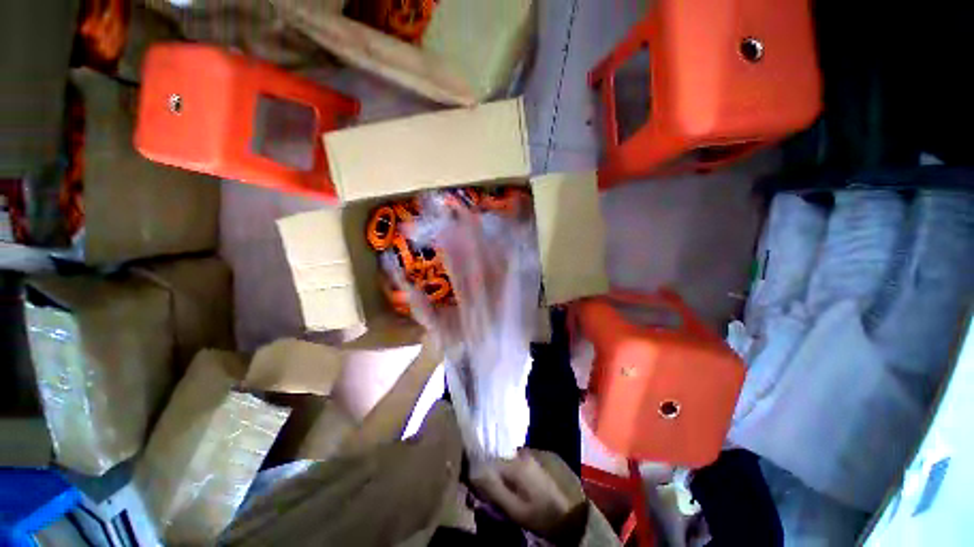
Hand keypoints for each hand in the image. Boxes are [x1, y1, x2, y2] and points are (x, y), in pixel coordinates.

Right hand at [471, 451, 578, 539]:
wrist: (575, 516)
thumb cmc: (542, 515)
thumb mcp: (515, 510)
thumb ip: (494, 490)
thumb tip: (474, 472)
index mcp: (516, 463)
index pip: (489, 461)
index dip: (482, 474)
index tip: (480, 488)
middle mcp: (524, 452)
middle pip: (501, 459)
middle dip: (496, 474)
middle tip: (499, 494)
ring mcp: (536, 453)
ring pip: (513, 460)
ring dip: (508, 473)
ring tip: (513, 491)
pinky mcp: (546, 456)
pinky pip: (525, 461)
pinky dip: (520, 471)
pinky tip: (526, 486)